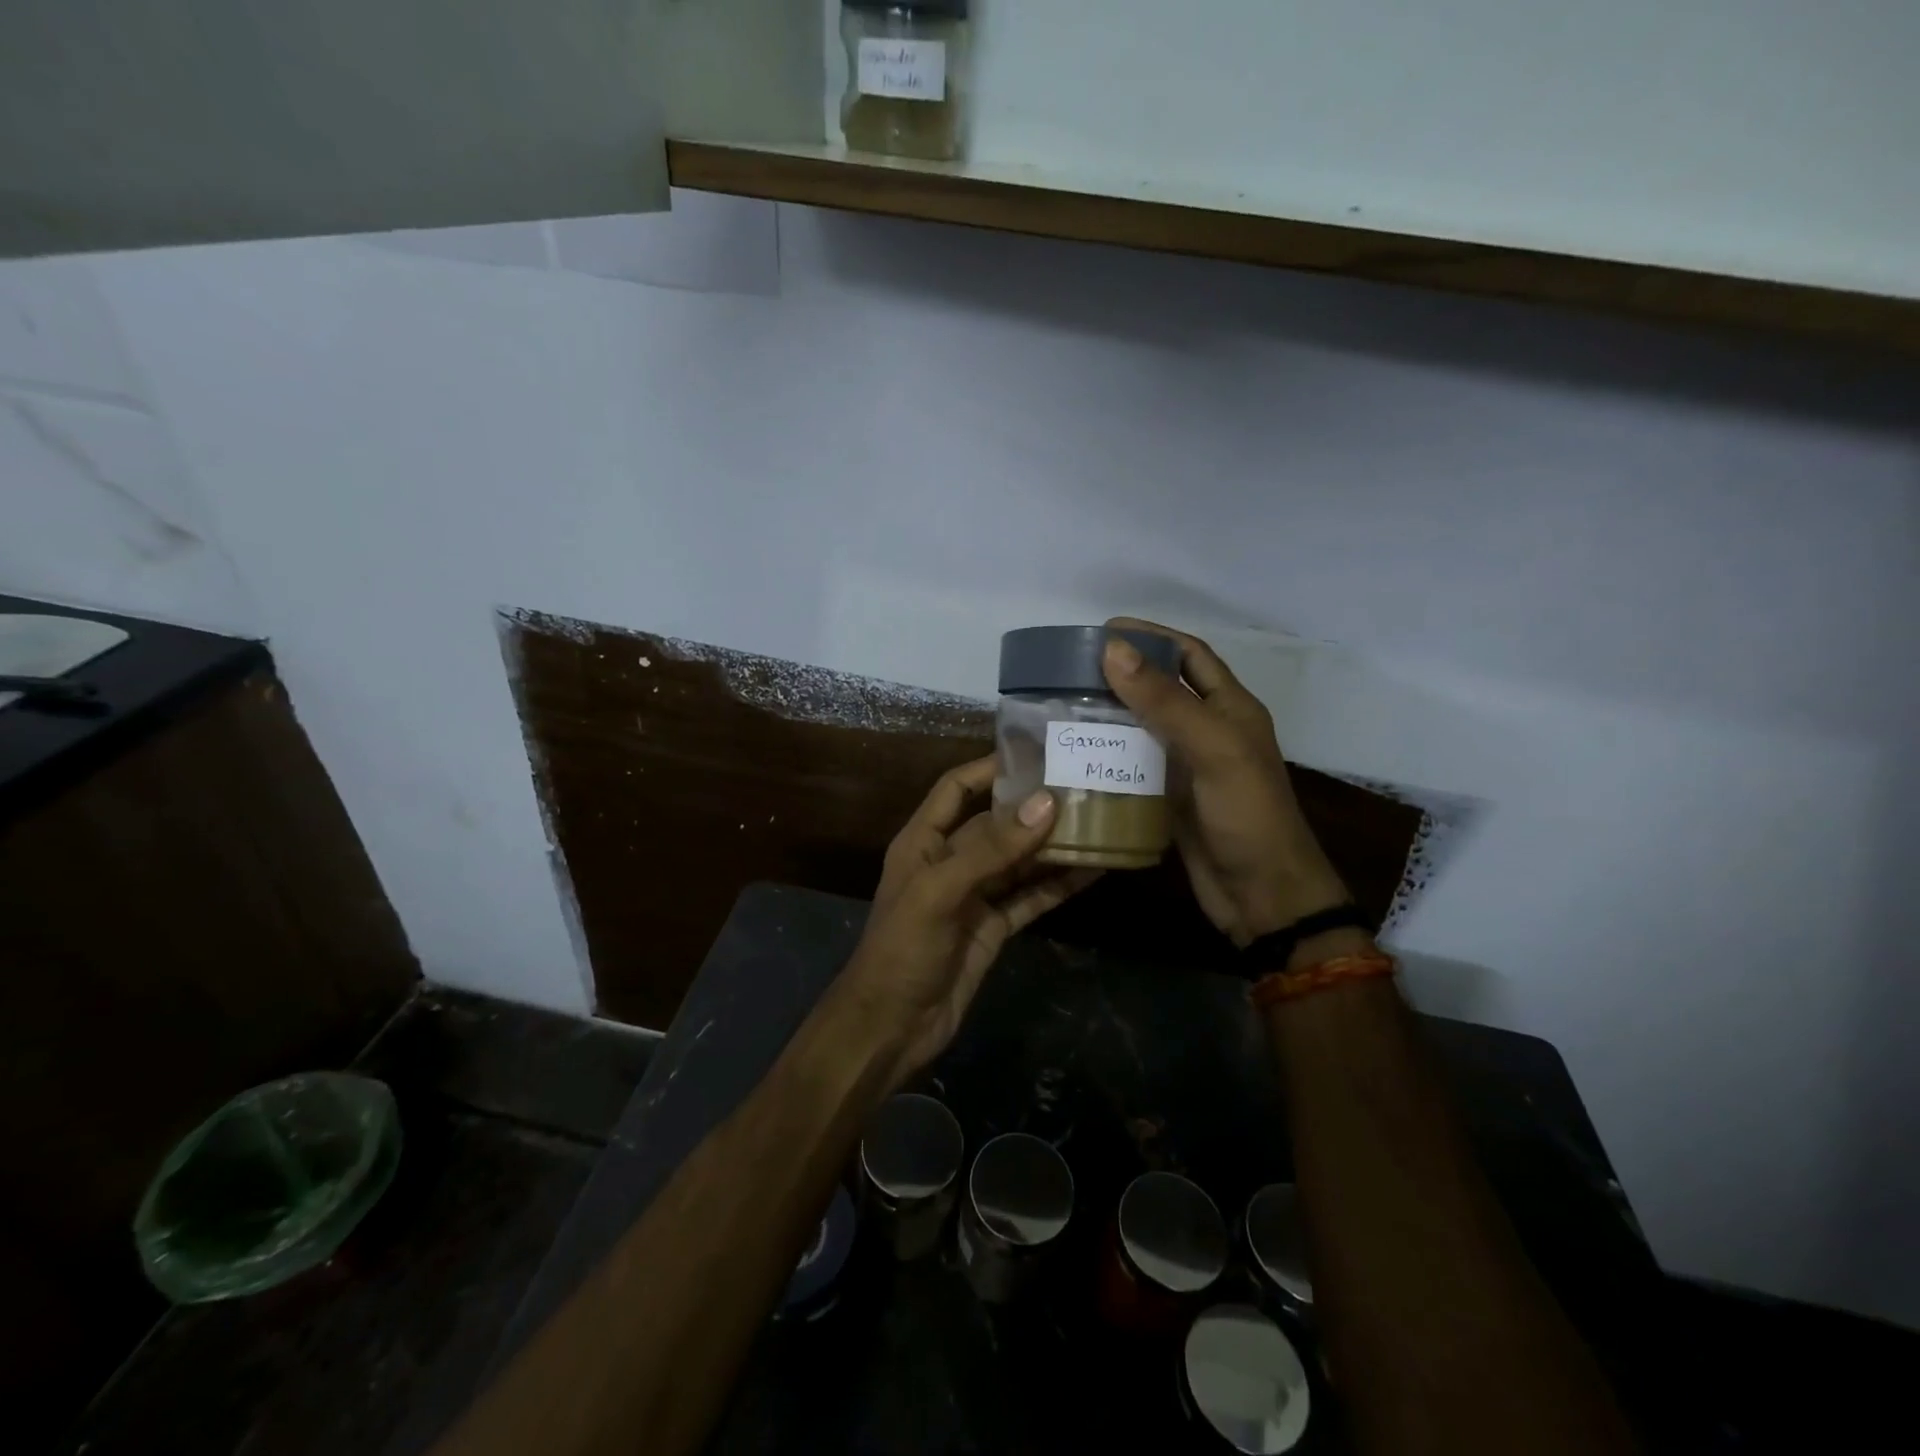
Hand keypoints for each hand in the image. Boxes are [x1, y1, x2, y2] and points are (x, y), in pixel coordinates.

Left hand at [834, 757, 1100, 1086]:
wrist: (892, 1027)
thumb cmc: (902, 948)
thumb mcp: (941, 891)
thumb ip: (992, 849)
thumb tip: (1046, 803)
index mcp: (923, 840)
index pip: (956, 788)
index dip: (990, 769)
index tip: (1036, 754)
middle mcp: (950, 861)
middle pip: (996, 823)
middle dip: (1034, 807)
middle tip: (1083, 787)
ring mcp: (974, 896)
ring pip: (1019, 861)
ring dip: (1053, 845)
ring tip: (1099, 822)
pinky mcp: (994, 928)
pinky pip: (1030, 898)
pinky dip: (1058, 885)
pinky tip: (1093, 871)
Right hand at [1102, 618, 1350, 944]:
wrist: (1262, 895)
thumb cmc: (1246, 815)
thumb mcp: (1212, 749)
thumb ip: (1165, 701)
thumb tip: (1114, 648)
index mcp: (1230, 708)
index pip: (1190, 655)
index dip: (1153, 636)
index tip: (1107, 628)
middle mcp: (1209, 731)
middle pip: (1162, 689)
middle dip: (1124, 673)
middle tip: (1073, 668)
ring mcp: (1188, 766)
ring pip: (1144, 727)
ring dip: (1110, 714)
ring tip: (1064, 704)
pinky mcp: (1169, 797)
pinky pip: (1134, 765)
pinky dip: (1109, 755)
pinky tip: (1077, 752)